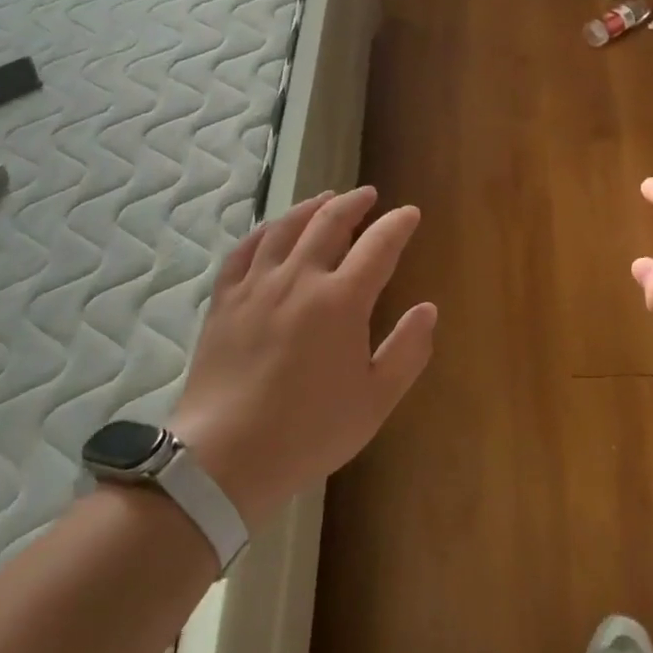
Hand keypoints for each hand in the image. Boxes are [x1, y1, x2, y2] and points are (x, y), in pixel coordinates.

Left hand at [169, 187, 436, 529]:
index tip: (409, 213)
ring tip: (326, 198)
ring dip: (311, 206)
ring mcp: (257, 285)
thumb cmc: (309, 432)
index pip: (379, 245)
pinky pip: (244, 250)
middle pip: (329, 222)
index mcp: (341, 301)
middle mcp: (299, 279)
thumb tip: (428, 309)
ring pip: (286, 228)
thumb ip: (407, 350)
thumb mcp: (375, 400)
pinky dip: (264, 231)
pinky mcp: (224, 300)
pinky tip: (272, 229)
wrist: (226, 457)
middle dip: (354, 203)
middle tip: (369, 195)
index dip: (398, 224)